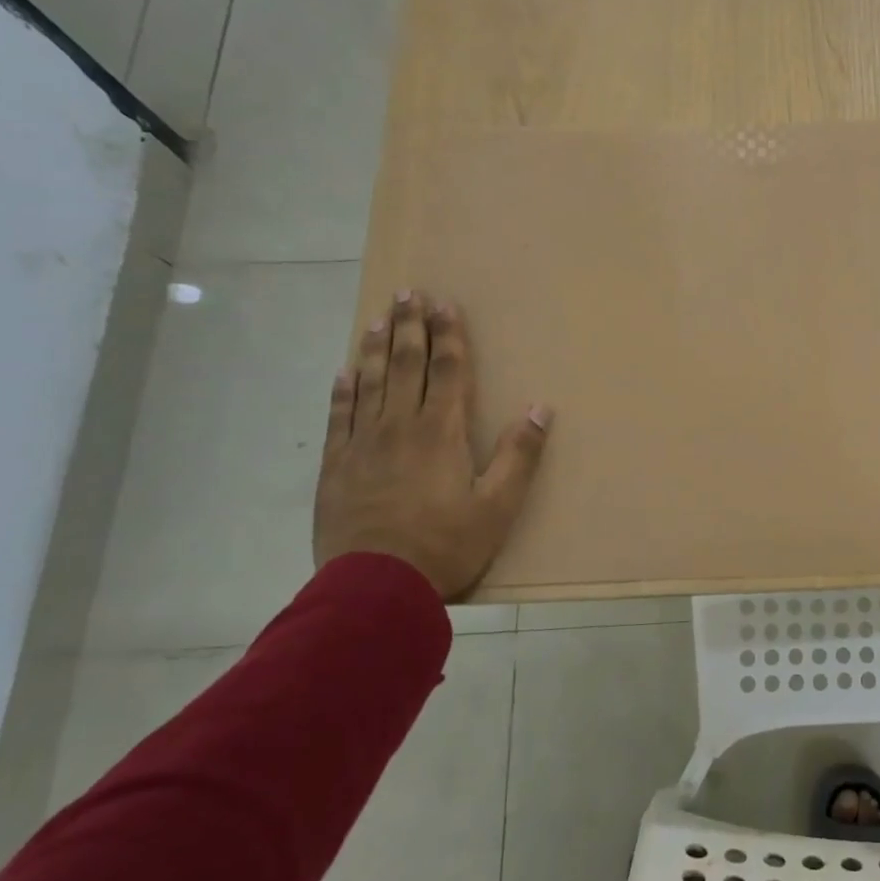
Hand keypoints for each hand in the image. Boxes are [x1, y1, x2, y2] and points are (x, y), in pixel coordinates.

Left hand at [313, 290, 550, 600]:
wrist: (375, 587)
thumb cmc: (446, 545)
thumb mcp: (498, 506)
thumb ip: (520, 455)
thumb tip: (541, 408)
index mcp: (441, 432)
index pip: (448, 371)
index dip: (448, 336)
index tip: (445, 305)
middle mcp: (400, 427)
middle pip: (405, 365)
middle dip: (409, 327)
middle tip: (408, 293)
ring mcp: (363, 444)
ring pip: (370, 383)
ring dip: (374, 348)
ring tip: (378, 318)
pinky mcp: (337, 467)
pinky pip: (339, 417)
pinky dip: (342, 391)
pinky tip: (344, 372)